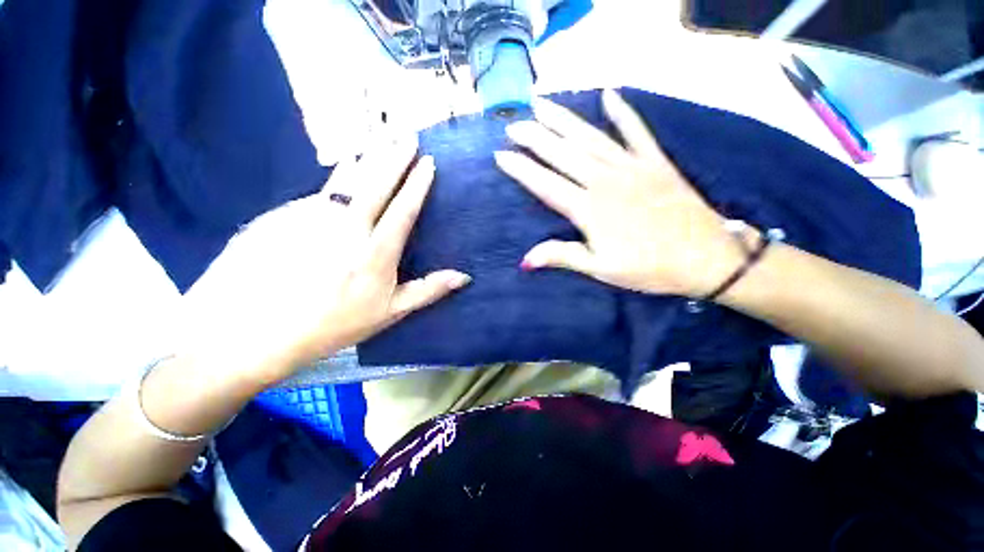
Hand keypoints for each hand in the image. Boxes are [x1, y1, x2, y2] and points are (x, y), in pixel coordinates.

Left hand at [180, 136, 469, 384]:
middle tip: (408, 135)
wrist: (254, 332)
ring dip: (367, 157)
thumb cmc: (332, 325)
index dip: (418, 183)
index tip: (429, 162)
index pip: (404, 208)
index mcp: (377, 251)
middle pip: (376, 184)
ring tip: (378, 140)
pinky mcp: (284, 216)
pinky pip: (320, 191)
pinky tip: (343, 169)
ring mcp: (312, 218)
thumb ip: (428, 290)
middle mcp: (347, 227)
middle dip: (395, 157)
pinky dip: (337, 177)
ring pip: (346, 179)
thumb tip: (464, 276)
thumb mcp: (389, 313)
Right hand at [494, 89, 750, 297]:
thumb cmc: (649, 268)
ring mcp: (632, 167)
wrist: (707, 258)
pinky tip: (608, 95)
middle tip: (513, 124)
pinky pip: (636, 131)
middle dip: (534, 137)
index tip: (501, 155)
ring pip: (590, 138)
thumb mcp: (601, 269)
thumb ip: (563, 256)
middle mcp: (605, 181)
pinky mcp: (655, 163)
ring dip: (563, 120)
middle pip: (563, 154)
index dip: (521, 169)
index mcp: (589, 209)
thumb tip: (525, 260)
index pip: (545, 184)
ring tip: (541, 104)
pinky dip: (623, 112)